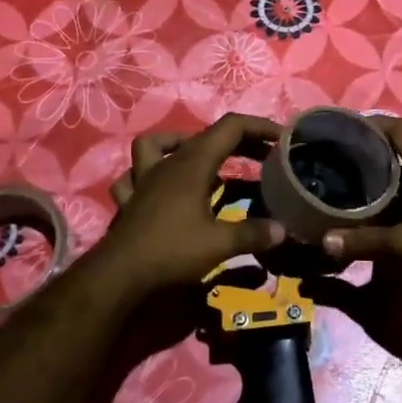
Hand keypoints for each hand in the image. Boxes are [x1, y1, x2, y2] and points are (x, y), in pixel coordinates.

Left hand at [97, 114, 287, 292]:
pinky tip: (159, 186)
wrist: (118, 276)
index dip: (258, 127)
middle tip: (262, 156)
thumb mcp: (219, 244)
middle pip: (204, 136)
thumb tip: (283, 230)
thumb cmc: (171, 251)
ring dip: (182, 145)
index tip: (282, 137)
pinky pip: (135, 176)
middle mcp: (169, 163)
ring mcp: (145, 179)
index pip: (230, 128)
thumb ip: (252, 234)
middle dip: (237, 141)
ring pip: (158, 145)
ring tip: (204, 160)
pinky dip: (149, 174)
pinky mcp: (131, 200)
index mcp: (193, 164)